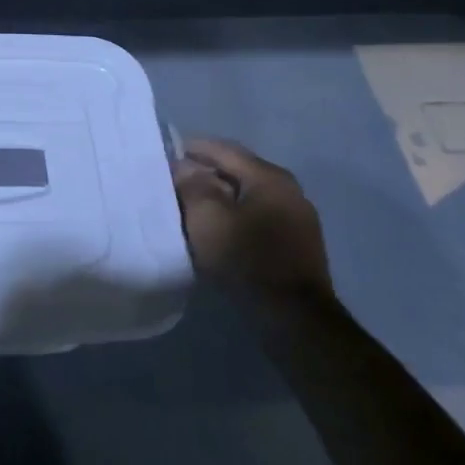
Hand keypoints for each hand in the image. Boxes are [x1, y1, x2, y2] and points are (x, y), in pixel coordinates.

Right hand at [172, 138, 333, 308]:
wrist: (292, 316)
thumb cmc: (246, 259)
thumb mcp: (207, 218)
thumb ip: (192, 185)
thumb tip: (184, 166)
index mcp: (269, 177)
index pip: (224, 150)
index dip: (193, 148)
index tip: (167, 152)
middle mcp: (289, 190)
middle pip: (238, 170)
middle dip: (206, 172)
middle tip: (175, 180)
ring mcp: (297, 217)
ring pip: (248, 194)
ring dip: (220, 195)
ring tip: (192, 205)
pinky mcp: (297, 242)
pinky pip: (258, 215)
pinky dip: (235, 214)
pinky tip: (218, 228)